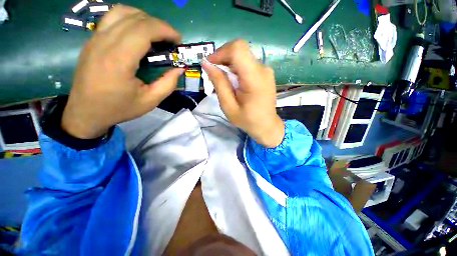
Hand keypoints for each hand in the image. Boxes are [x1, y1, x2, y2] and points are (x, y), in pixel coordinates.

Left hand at [62, 5, 183, 138]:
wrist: (85, 112)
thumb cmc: (119, 108)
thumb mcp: (150, 101)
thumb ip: (168, 84)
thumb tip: (179, 69)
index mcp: (119, 60)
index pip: (143, 29)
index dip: (165, 29)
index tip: (178, 39)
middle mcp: (104, 43)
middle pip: (134, 18)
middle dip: (158, 24)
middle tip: (171, 39)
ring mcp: (95, 39)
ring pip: (121, 12)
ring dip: (143, 18)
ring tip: (156, 34)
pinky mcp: (92, 41)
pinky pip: (112, 19)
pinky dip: (130, 20)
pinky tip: (139, 35)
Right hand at [202, 40, 284, 147]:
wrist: (266, 125)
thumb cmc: (247, 120)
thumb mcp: (228, 106)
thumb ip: (219, 83)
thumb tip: (206, 63)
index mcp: (254, 79)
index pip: (238, 49)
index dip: (220, 53)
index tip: (210, 66)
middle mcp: (263, 69)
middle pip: (239, 50)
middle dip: (223, 59)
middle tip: (215, 75)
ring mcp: (266, 70)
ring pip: (242, 56)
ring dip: (229, 65)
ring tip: (224, 82)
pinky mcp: (265, 73)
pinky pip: (247, 63)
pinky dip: (236, 69)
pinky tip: (234, 83)